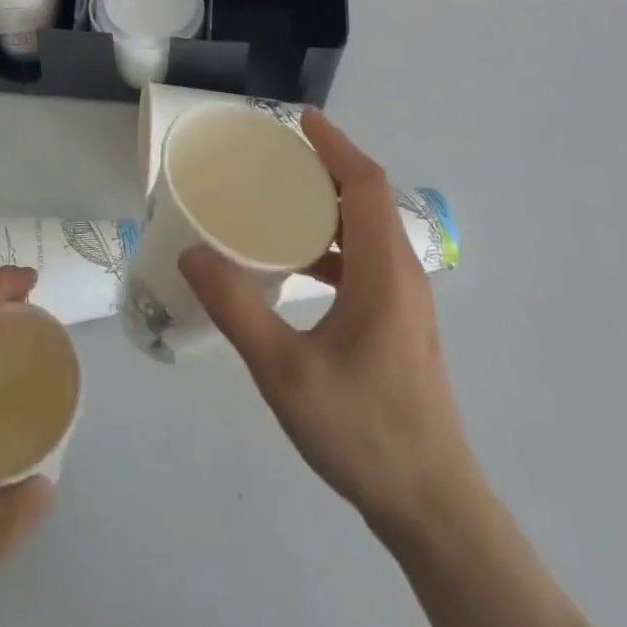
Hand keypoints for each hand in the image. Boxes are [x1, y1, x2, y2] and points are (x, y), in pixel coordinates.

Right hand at [179, 110, 476, 540]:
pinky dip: (333, 242)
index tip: (301, 119)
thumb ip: (237, 308)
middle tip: (277, 156)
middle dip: (327, 166)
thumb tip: (194, 253)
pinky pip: (367, 258)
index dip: (335, 145)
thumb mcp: (286, 371)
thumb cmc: (362, 430)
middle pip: (369, 198)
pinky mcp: (401, 323)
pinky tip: (298, 265)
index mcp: (384, 270)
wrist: (432, 507)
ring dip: (330, 204)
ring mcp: (406, 300)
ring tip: (280, 200)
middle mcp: (402, 273)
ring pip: (369, 229)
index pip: (365, 183)